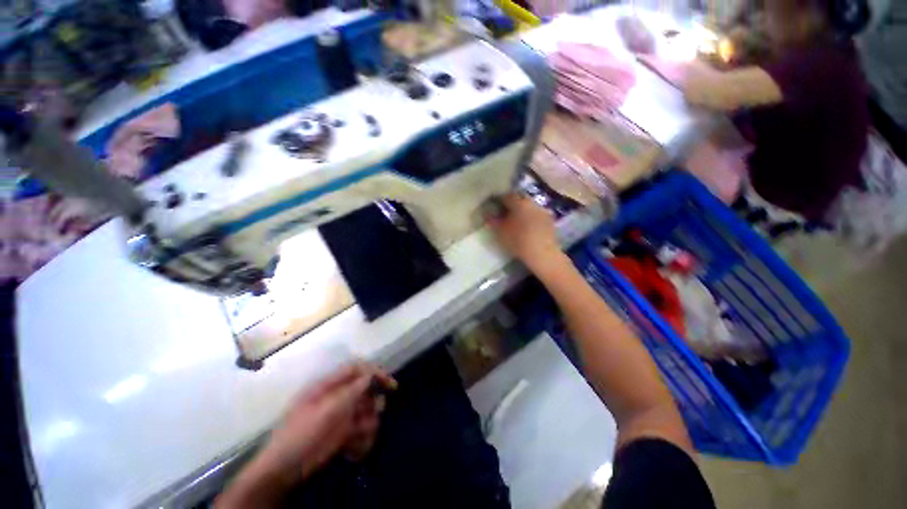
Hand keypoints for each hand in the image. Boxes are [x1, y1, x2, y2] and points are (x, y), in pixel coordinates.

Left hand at [258, 364, 395, 482]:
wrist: (283, 471)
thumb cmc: (300, 436)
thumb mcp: (325, 412)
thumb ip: (349, 392)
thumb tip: (370, 375)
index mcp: (329, 386)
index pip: (357, 369)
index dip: (375, 373)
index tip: (390, 385)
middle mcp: (338, 398)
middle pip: (367, 392)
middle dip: (372, 406)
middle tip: (369, 418)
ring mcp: (341, 417)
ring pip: (368, 413)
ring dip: (367, 427)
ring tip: (356, 441)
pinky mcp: (344, 434)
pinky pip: (364, 432)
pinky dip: (363, 441)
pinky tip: (353, 452)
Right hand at [485, 193, 561, 269]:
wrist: (542, 253)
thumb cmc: (518, 240)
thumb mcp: (500, 231)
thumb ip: (492, 220)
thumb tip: (487, 212)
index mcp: (518, 202)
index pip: (505, 196)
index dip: (497, 200)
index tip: (493, 206)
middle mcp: (531, 202)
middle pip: (519, 199)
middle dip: (511, 205)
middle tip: (504, 214)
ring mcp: (542, 210)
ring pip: (528, 207)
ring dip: (522, 211)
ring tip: (515, 221)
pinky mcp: (550, 220)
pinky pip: (536, 215)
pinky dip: (530, 218)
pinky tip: (527, 227)